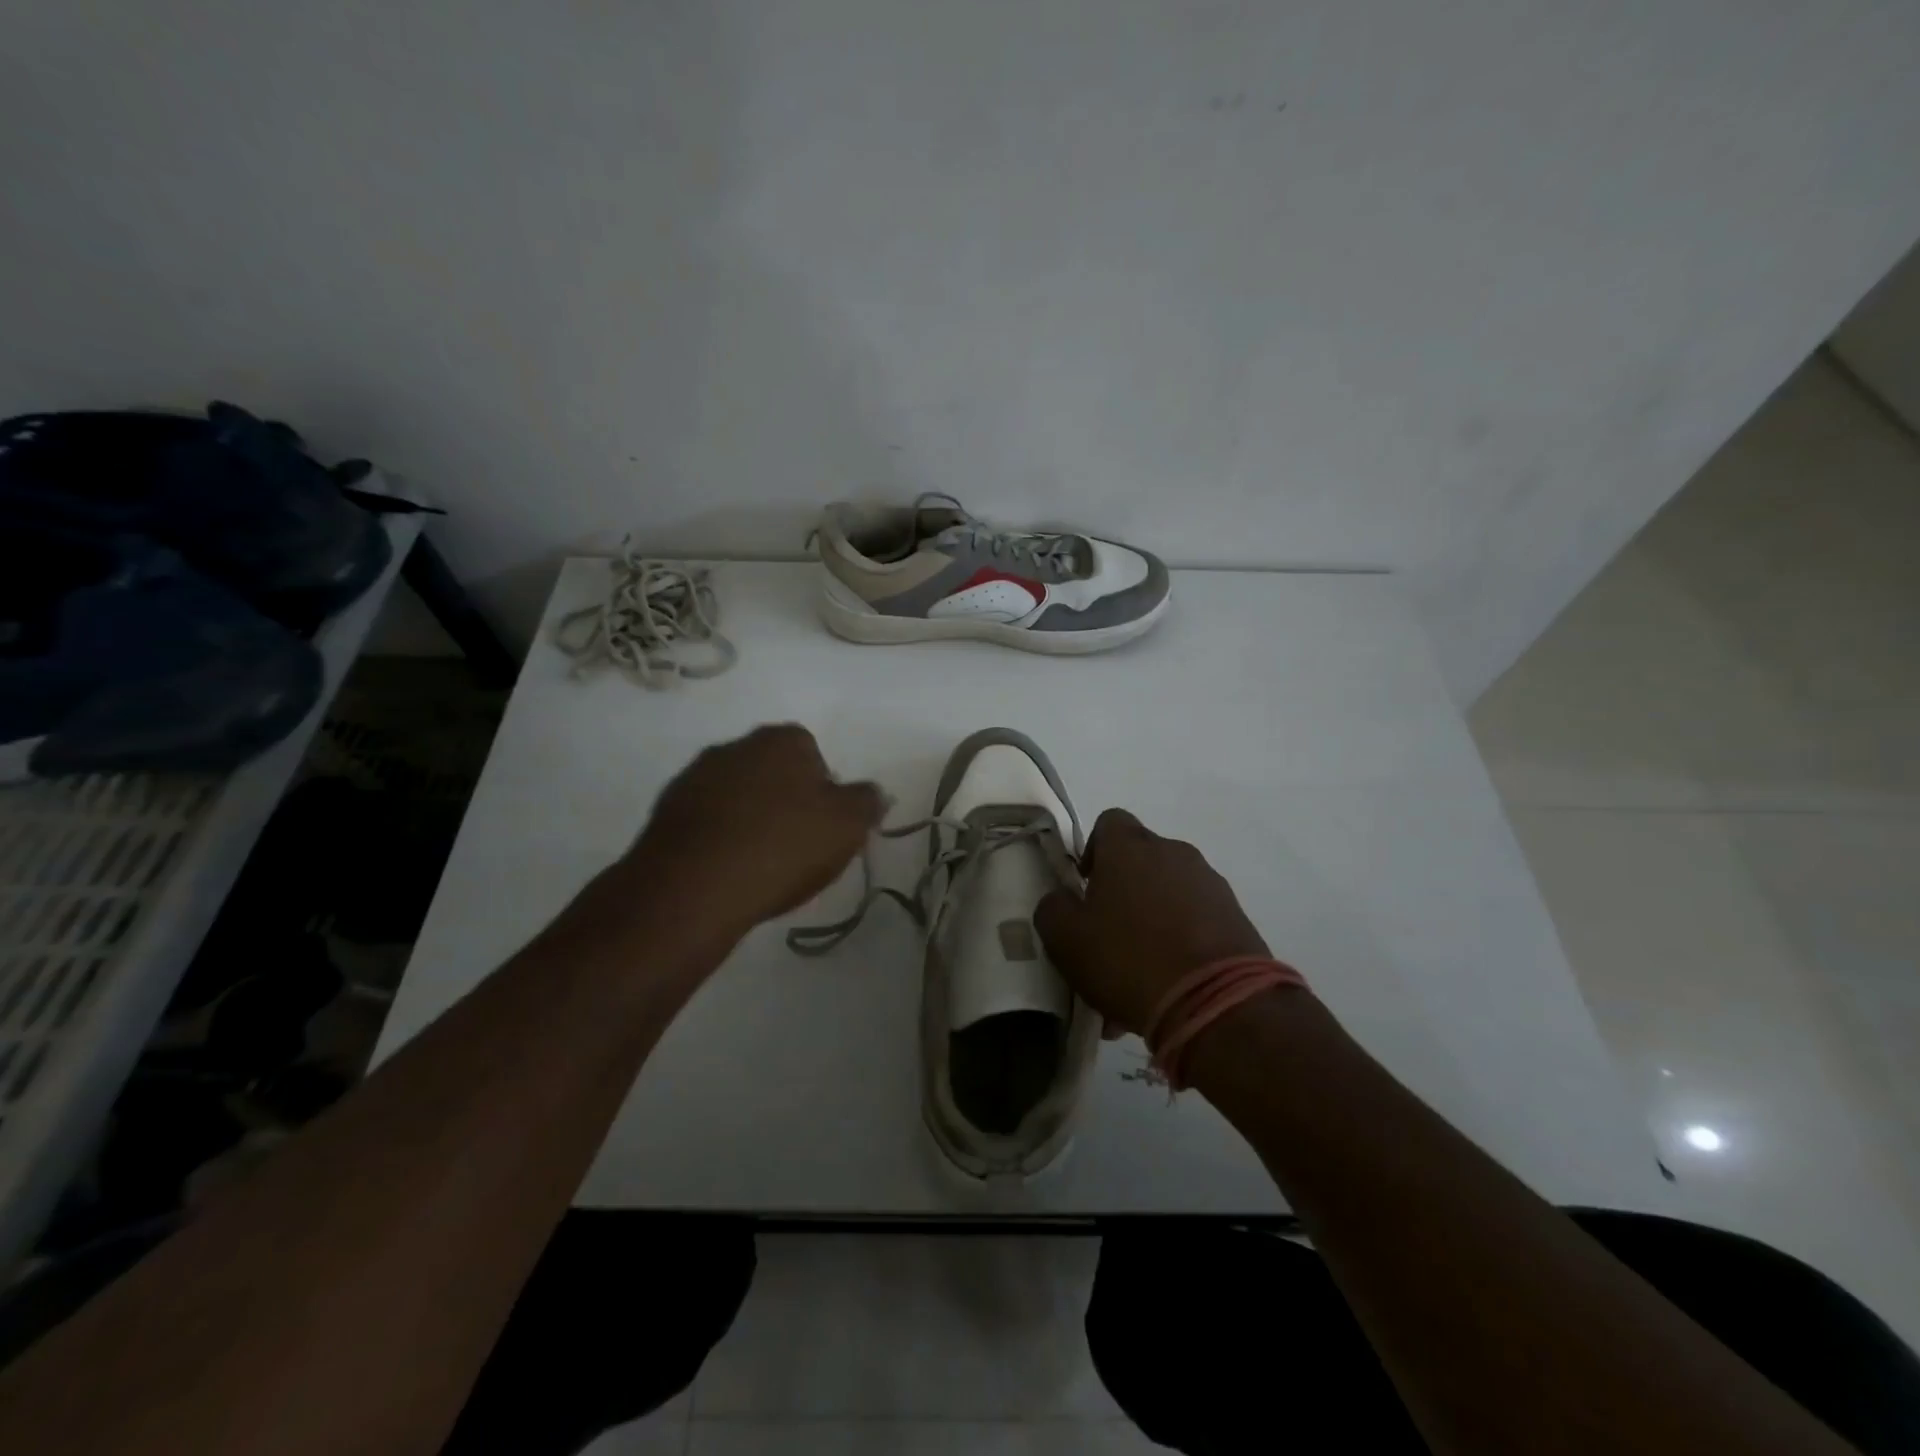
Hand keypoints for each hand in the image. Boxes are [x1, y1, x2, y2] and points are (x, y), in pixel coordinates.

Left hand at [623, 723, 883, 940]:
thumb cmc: (783, 847)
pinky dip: (718, 837)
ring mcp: (694, 776)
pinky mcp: (665, 812)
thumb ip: (867, 802)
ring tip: (760, 863)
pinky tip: (727, 870)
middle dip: (785, 800)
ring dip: (749, 818)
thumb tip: (874, 792)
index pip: (812, 752)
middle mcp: (735, 746)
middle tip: (796, 844)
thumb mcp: (847, 826)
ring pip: (737, 794)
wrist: (693, 889)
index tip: (824, 825)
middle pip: (773, 771)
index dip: (823, 789)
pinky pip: (706, 820)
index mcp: (782, 740)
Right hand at [1035, 809, 1269, 1035]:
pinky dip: (1181, 941)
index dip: (1094, 850)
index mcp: (1130, 848)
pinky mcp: (1237, 917)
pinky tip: (1169, 983)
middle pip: (1142, 859)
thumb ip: (1053, 909)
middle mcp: (1173, 853)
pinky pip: (1197, 920)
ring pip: (1170, 892)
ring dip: (1153, 919)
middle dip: (1124, 890)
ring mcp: (1210, 884)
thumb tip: (1061, 900)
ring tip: (1139, 971)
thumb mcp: (1066, 939)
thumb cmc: (1129, 959)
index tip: (1086, 886)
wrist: (1218, 1004)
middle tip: (1109, 935)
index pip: (1109, 822)